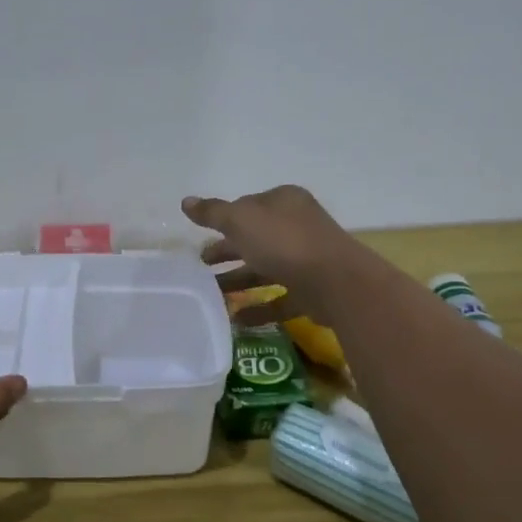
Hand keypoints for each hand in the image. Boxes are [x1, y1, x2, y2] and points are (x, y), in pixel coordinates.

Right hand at [183, 185, 368, 324]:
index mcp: (283, 202)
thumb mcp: (240, 221)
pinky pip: (279, 299)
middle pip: (255, 239)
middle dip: (226, 252)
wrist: (335, 282)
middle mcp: (297, 226)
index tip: (201, 237)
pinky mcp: (312, 291)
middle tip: (200, 266)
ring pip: (265, 269)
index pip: (247, 207)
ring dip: (238, 281)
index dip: (224, 220)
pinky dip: (258, 308)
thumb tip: (186, 201)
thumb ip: (212, 213)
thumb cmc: (284, 242)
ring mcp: (306, 260)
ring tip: (211, 297)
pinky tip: (235, 319)